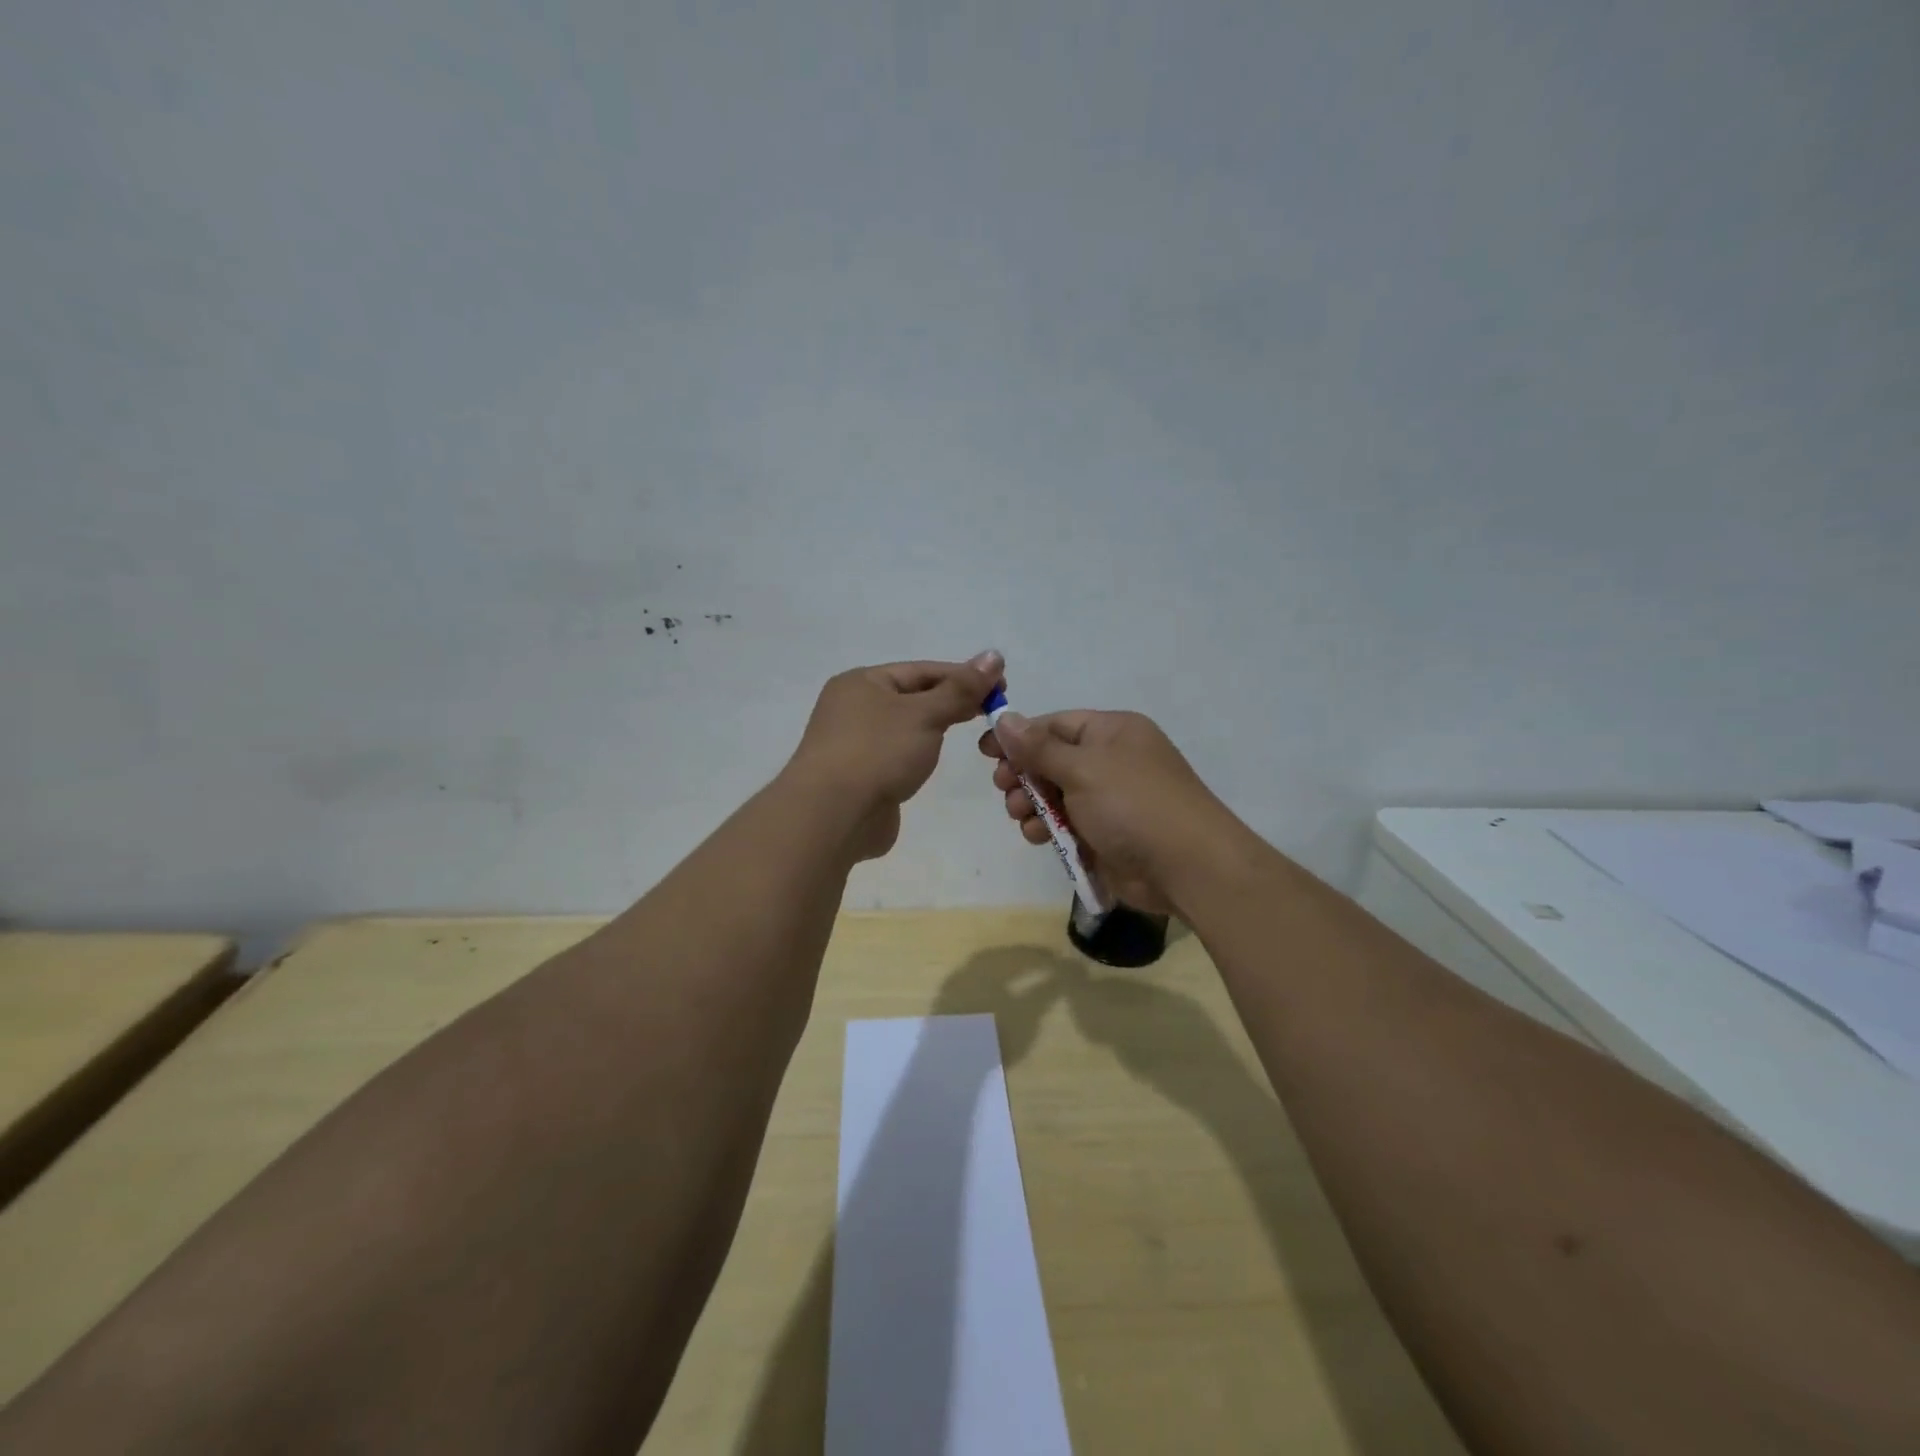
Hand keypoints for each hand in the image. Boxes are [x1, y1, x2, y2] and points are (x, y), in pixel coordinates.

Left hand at [786, 651, 1002, 860]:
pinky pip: (896, 756)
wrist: (832, 815)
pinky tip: (934, 762)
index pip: (922, 671)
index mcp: (862, 682)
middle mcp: (853, 707)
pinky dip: (918, 754)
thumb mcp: (925, 714)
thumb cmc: (878, 752)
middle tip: (994, 711)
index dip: (964, 676)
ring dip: (935, 728)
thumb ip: (960, 689)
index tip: (1002, 688)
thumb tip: (994, 655)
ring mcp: (853, 744)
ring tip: (971, 734)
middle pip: (912, 697)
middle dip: (952, 701)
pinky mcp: (859, 777)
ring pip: (905, 728)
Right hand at [977, 708, 1245, 916]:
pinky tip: (1038, 836)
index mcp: (1112, 732)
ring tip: (1022, 815)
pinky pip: (1066, 824)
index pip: (1055, 724)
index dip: (1019, 737)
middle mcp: (1110, 761)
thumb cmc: (1133, 804)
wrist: (1186, 867)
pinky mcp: (1105, 834)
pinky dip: (1048, 828)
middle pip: (1051, 760)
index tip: (985, 752)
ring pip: (1054, 795)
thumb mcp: (1082, 768)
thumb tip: (1005, 718)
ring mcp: (1109, 800)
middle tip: (1003, 788)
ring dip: (1031, 804)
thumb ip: (1038, 748)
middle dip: (1023, 774)